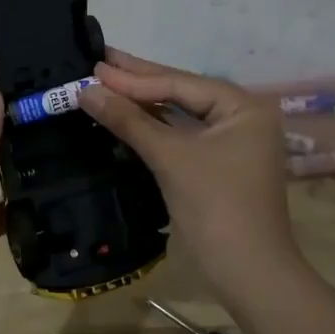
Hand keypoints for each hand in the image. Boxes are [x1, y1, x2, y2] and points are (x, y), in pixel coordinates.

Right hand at [79, 51, 300, 299]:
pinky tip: (128, 116)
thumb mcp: (170, 158)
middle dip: (139, 81)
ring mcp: (233, 142)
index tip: (95, 64)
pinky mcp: (220, 165)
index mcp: (242, 106)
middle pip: (182, 93)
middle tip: (99, 60)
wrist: (248, 273)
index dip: (134, 76)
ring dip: (144, 103)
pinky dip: (155, 127)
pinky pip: (183, 136)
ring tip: (106, 82)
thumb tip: (85, 90)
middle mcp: (242, 117)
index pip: (180, 83)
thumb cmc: (215, 206)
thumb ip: (129, 120)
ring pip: (181, 114)